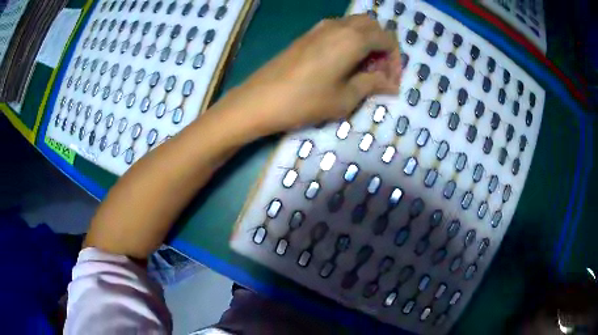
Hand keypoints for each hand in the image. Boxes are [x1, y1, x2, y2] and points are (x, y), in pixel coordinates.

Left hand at [214, 14, 400, 134]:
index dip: (395, 60)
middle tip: (379, 73)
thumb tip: (390, 84)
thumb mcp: (346, 98)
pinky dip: (350, 42)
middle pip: (373, 26)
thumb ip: (372, 84)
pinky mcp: (308, 35)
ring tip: (363, 70)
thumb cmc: (306, 101)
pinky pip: (338, 30)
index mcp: (353, 38)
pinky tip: (344, 64)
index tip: (391, 82)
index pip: (387, 39)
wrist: (260, 99)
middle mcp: (339, 26)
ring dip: (366, 43)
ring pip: (355, 26)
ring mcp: (320, 28)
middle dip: (382, 47)